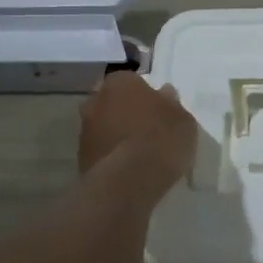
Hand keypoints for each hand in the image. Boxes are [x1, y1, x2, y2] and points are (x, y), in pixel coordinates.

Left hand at [79, 73, 198, 186]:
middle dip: (125, 112)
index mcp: (120, 82)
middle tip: (146, 129)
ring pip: (104, 127)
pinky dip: (111, 156)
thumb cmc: (160, 139)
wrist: (128, 180)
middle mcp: (96, 100)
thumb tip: (164, 96)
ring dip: (116, 135)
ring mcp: (84, 130)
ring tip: (138, 154)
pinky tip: (127, 169)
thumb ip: (171, 105)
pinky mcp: (80, 158)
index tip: (158, 111)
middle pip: (113, 102)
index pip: (132, 81)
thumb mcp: (182, 119)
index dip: (146, 96)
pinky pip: (101, 150)